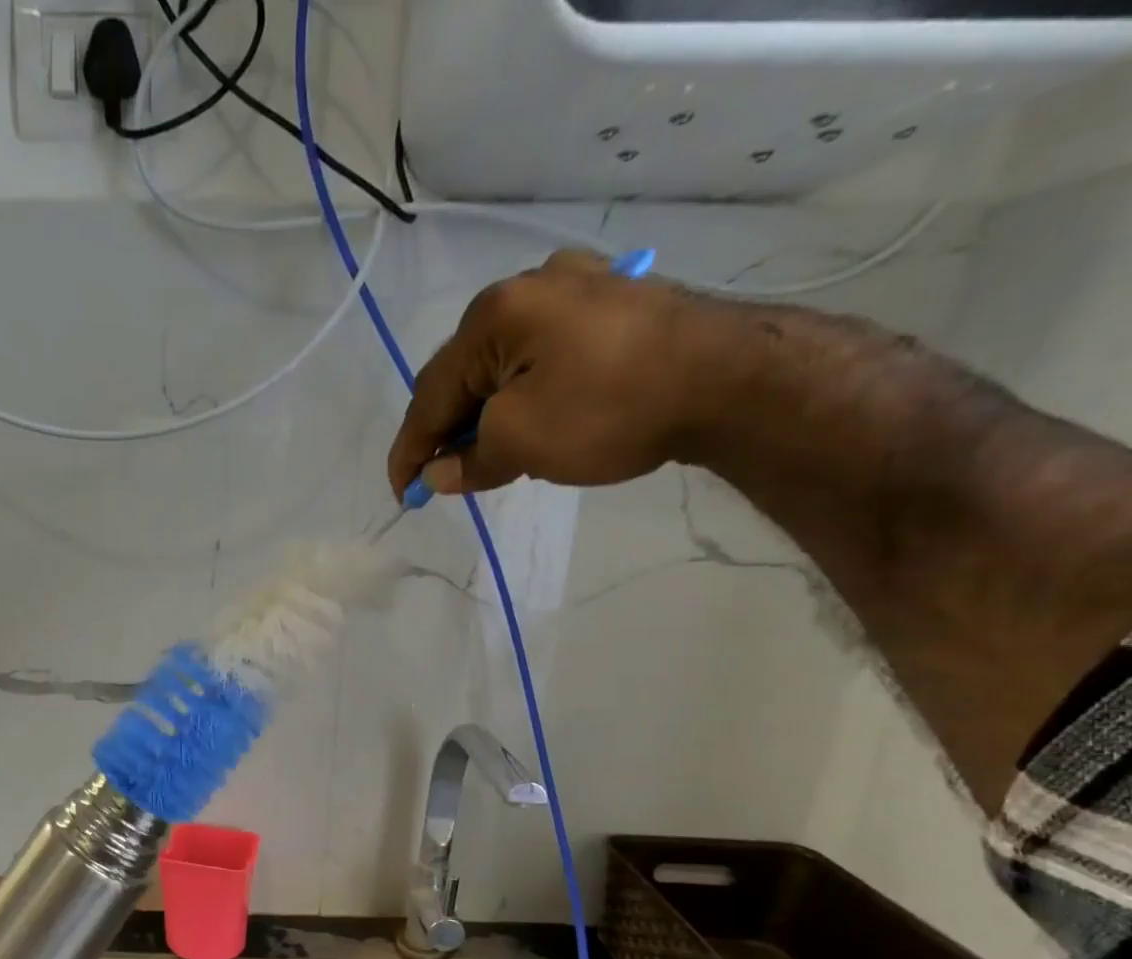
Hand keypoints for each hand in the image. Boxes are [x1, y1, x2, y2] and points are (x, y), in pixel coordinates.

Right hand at [387, 249, 734, 497]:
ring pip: (502, 364)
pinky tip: (529, 418)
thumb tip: (438, 475)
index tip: (402, 494)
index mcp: (494, 315)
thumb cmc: (610, 409)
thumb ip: (468, 462)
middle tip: (442, 479)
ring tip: (485, 455)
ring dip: (484, 413)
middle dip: (446, 430)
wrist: (732, 379)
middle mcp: (527, 287)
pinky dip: (523, 392)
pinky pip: (542, 354)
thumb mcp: (521, 444)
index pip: (430, 395)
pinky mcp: (612, 302)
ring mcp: (576, 286)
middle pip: (463, 373)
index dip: (409, 451)